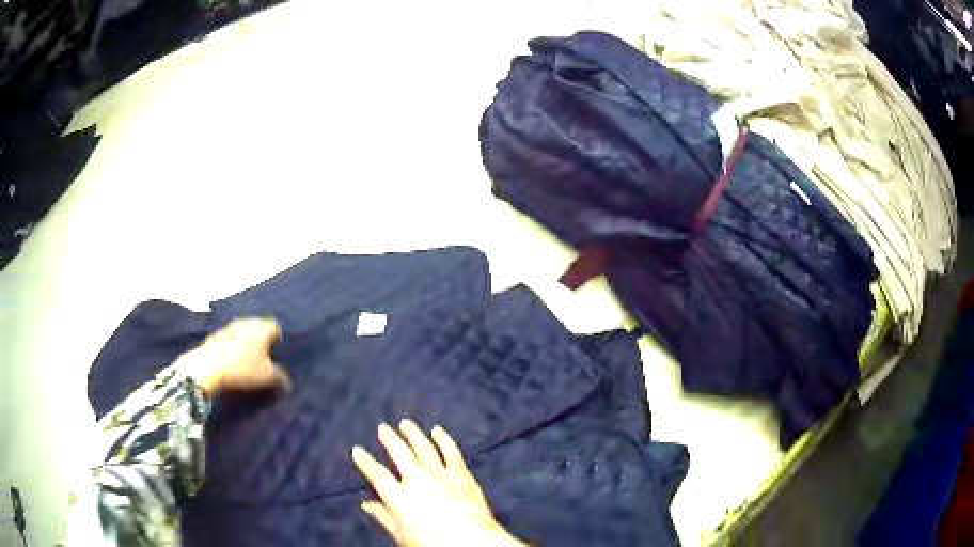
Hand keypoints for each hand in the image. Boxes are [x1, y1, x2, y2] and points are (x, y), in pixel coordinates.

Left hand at [175, 317, 290, 396]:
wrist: (208, 366)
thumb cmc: (243, 369)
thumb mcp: (268, 377)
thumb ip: (281, 377)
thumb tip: (287, 382)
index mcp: (263, 327)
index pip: (277, 328)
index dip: (278, 342)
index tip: (275, 357)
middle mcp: (248, 321)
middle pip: (259, 329)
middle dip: (261, 342)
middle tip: (262, 361)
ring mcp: (230, 326)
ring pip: (244, 333)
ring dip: (246, 344)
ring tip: (245, 362)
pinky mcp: (216, 334)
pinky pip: (230, 339)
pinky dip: (233, 347)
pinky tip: (231, 362)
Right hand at [352, 421, 524, 546]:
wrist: (472, 544)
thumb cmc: (432, 545)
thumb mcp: (402, 536)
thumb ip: (384, 517)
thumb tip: (366, 504)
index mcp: (399, 497)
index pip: (377, 475)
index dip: (365, 461)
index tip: (357, 450)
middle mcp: (418, 481)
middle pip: (400, 454)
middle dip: (390, 439)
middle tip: (382, 427)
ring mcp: (441, 475)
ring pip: (424, 448)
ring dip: (414, 434)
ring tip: (405, 423)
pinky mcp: (462, 475)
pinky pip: (451, 452)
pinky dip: (444, 440)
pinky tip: (438, 431)